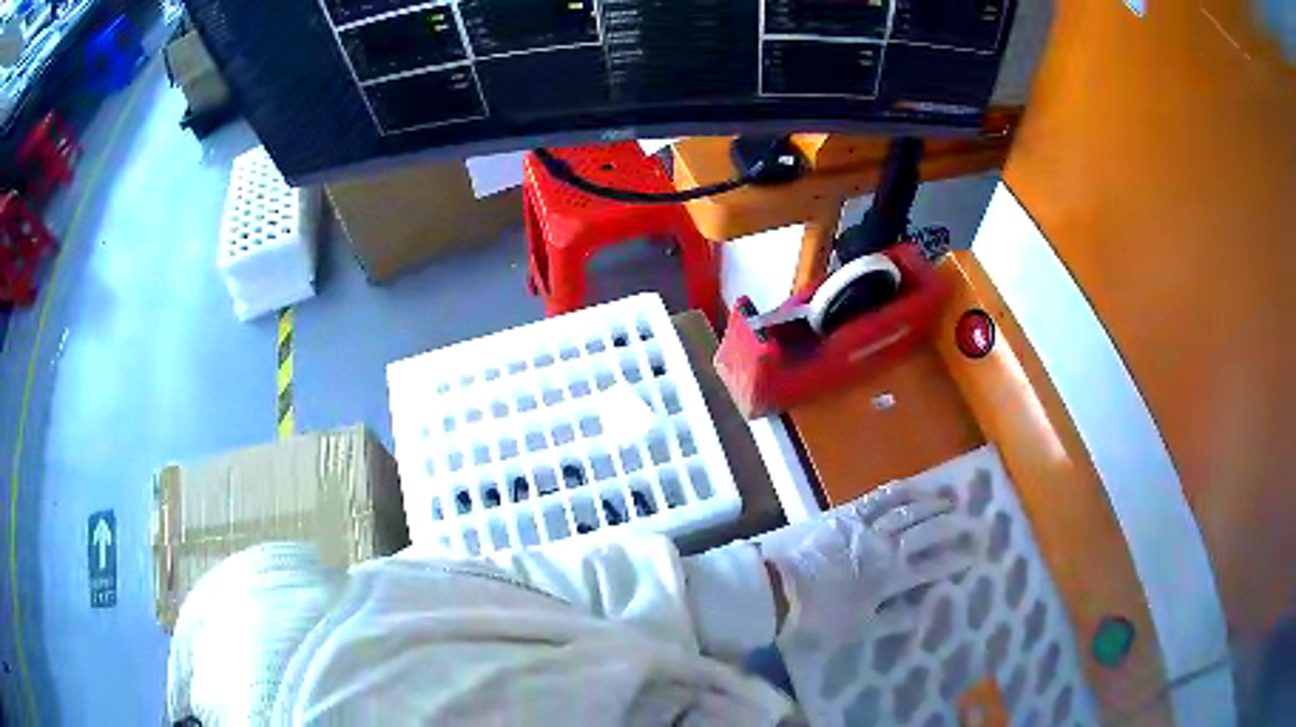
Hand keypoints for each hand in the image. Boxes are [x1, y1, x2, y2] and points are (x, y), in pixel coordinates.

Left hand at [759, 483, 980, 644]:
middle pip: (926, 532)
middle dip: (952, 527)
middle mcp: (885, 547)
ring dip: (930, 503)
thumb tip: (922, 611)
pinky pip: (879, 497)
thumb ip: (892, 620)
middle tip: (972, 521)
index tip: (975, 552)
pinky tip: (911, 487)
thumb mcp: (856, 629)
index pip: (932, 567)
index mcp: (889, 578)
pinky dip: (900, 490)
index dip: (955, 559)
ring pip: (907, 508)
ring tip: (949, 499)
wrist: (772, 589)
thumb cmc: (814, 618)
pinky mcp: (845, 513)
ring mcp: (866, 526)